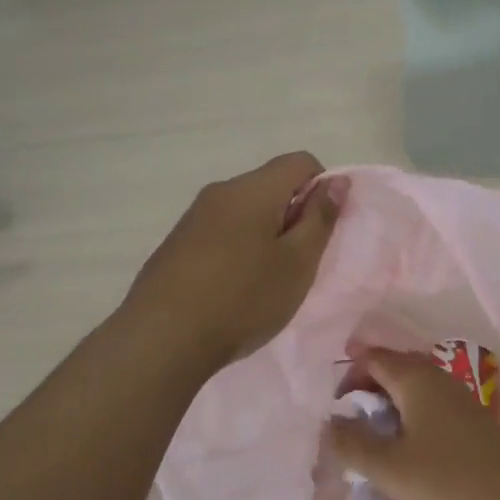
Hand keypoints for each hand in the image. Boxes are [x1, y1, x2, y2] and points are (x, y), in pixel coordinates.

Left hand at [123, 152, 346, 372]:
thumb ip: (320, 218)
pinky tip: (233, 289)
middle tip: (297, 264)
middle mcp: (221, 191)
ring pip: (245, 212)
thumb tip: (337, 181)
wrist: (163, 338)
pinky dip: (238, 250)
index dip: (322, 189)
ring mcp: (193, 217)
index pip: (300, 162)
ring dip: (265, 236)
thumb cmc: (243, 299)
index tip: (321, 232)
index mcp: (253, 189)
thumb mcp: (297, 263)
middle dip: (293, 216)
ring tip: (265, 281)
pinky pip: (220, 233)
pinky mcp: (176, 244)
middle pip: (270, 186)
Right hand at [327, 346, 499, 499]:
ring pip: (415, 390)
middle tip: (352, 424)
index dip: (349, 376)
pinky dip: (411, 419)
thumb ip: (353, 444)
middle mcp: (438, 378)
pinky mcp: (472, 422)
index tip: (337, 409)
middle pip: (395, 369)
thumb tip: (331, 424)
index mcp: (415, 378)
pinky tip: (409, 452)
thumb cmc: (446, 480)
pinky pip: (431, 407)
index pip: (374, 358)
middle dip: (369, 390)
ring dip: (391, 407)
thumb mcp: (388, 467)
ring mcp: (459, 399)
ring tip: (376, 441)